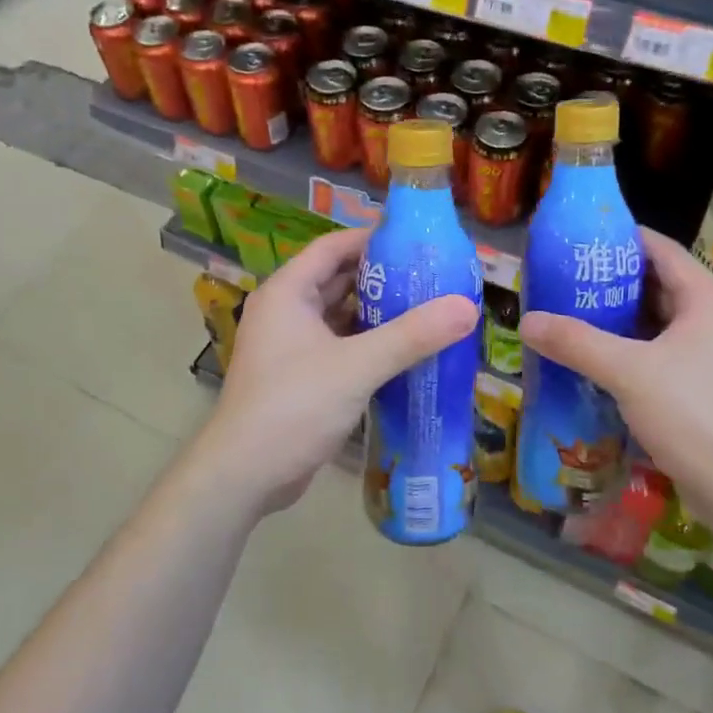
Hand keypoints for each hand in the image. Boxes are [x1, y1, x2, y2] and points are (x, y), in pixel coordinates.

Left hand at [184, 228, 478, 517]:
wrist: (245, 474)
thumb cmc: (294, 406)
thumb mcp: (357, 366)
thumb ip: (412, 336)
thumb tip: (467, 307)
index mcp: (288, 292)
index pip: (332, 247)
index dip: (372, 238)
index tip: (417, 241)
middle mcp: (285, 311)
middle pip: (338, 280)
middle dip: (383, 278)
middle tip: (432, 277)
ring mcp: (290, 346)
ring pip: (340, 316)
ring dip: (378, 314)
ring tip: (428, 309)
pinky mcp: (300, 376)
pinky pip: (339, 346)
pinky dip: (368, 344)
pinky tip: (405, 352)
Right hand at [518, 228, 712, 540]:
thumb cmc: (696, 417)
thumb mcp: (629, 373)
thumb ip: (576, 343)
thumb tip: (526, 322)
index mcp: (708, 301)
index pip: (662, 250)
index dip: (621, 239)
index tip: (577, 239)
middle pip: (658, 285)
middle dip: (611, 282)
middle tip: (563, 280)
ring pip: (659, 323)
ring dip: (618, 319)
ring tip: (570, 315)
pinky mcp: (707, 387)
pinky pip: (662, 353)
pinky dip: (630, 350)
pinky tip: (595, 359)